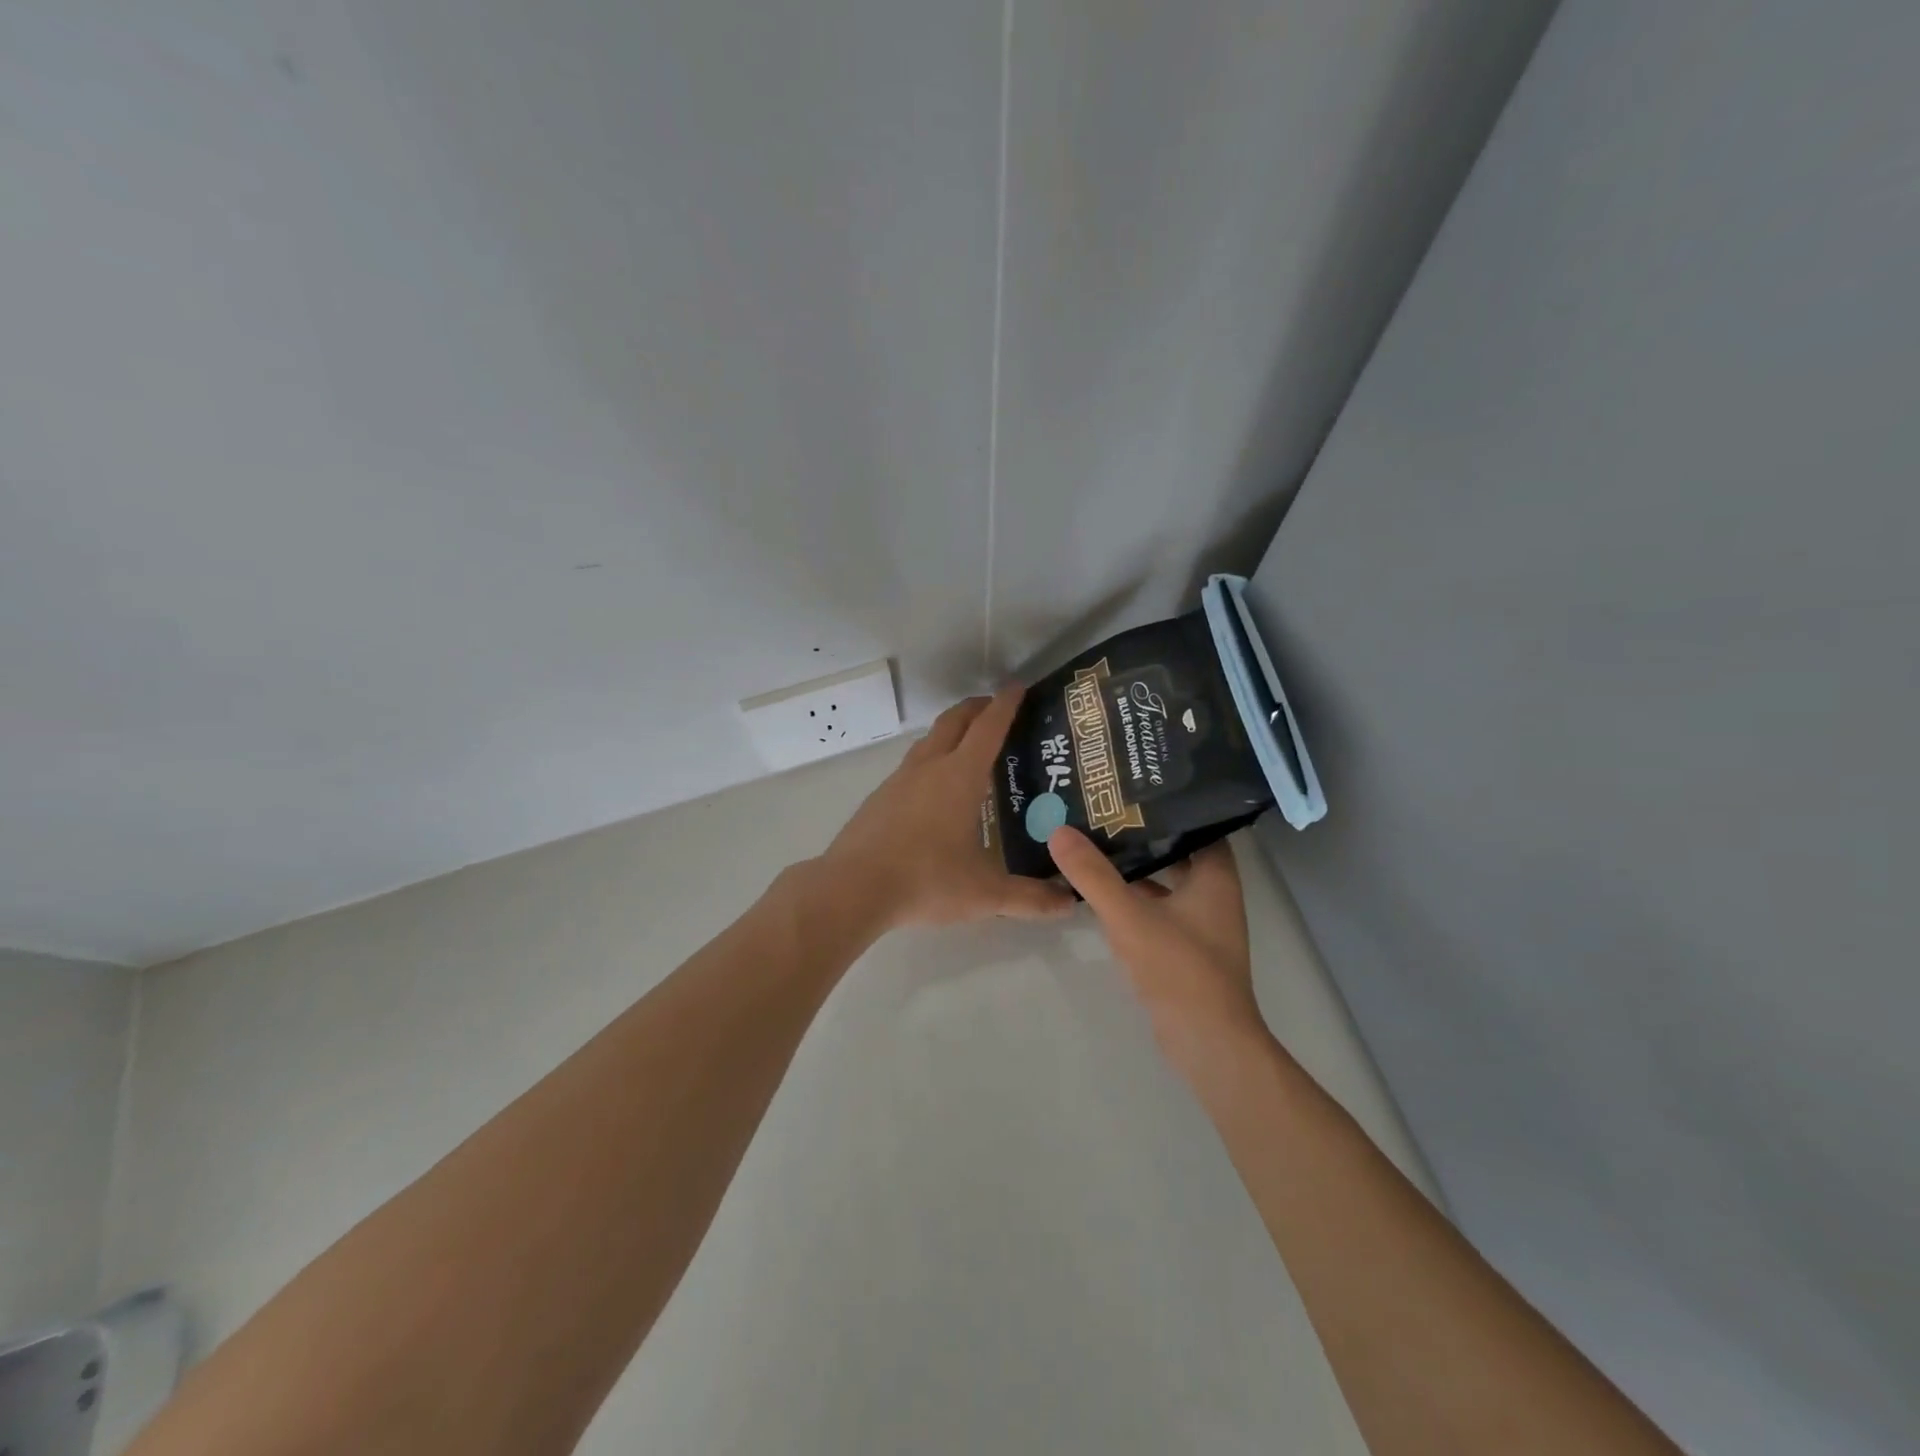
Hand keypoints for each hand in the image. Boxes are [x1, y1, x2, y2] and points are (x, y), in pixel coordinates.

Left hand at [820, 687, 1075, 930]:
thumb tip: (1069, 903)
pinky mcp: (879, 798)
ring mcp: (899, 780)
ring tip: (968, 747)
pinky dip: (930, 760)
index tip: (1018, 687)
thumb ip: (1030, 898)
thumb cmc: (927, 880)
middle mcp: (929, 767)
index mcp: (960, 777)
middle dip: (976, 708)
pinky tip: (933, 789)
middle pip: (954, 721)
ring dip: (950, 732)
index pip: (988, 728)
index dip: (1006, 704)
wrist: (853, 889)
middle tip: (995, 708)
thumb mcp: (985, 894)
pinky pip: (911, 766)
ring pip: (929, 741)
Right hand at [1047, 827, 1266, 1069]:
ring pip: (1166, 879)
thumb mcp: (1129, 916)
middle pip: (1178, 849)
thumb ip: (1093, 874)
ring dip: (1137, 864)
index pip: (1197, 822)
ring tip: (1095, 841)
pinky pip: (1158, 906)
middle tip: (1102, 809)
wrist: (1207, 1043)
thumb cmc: (1179, 969)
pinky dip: (1135, 896)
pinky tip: (1102, 891)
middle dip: (1143, 831)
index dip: (1168, 803)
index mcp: (1215, 876)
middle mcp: (1214, 893)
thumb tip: (1058, 830)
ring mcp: (1201, 922)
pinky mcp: (1185, 947)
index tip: (1130, 786)